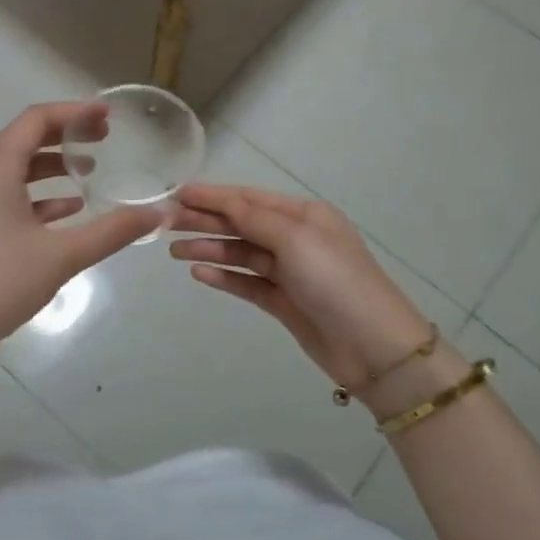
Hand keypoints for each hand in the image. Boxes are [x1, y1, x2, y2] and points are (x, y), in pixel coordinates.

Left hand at [0, 102, 163, 356]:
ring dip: (51, 168)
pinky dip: (36, 197)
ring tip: (89, 174)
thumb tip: (156, 214)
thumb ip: (112, 231)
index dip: (74, 113)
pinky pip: (5, 197)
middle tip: (103, 140)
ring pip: (14, 171)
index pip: (36, 120)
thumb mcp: (62, 255)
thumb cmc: (0, 280)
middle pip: (23, 141)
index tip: (107, 117)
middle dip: (65, 137)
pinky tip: (66, 213)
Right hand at [169, 183, 446, 397]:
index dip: (213, 195)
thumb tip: (222, 201)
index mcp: (304, 215)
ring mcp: (289, 271)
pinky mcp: (284, 302)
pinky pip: (247, 283)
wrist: (374, 347)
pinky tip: (198, 273)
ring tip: (173, 250)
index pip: (249, 198)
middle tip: (165, 222)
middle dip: (205, 221)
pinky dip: (223, 277)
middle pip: (241, 224)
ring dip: (209, 249)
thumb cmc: (336, 281)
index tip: (177, 193)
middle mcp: (295, 238)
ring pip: (241, 254)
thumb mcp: (296, 239)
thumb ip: (254, 218)